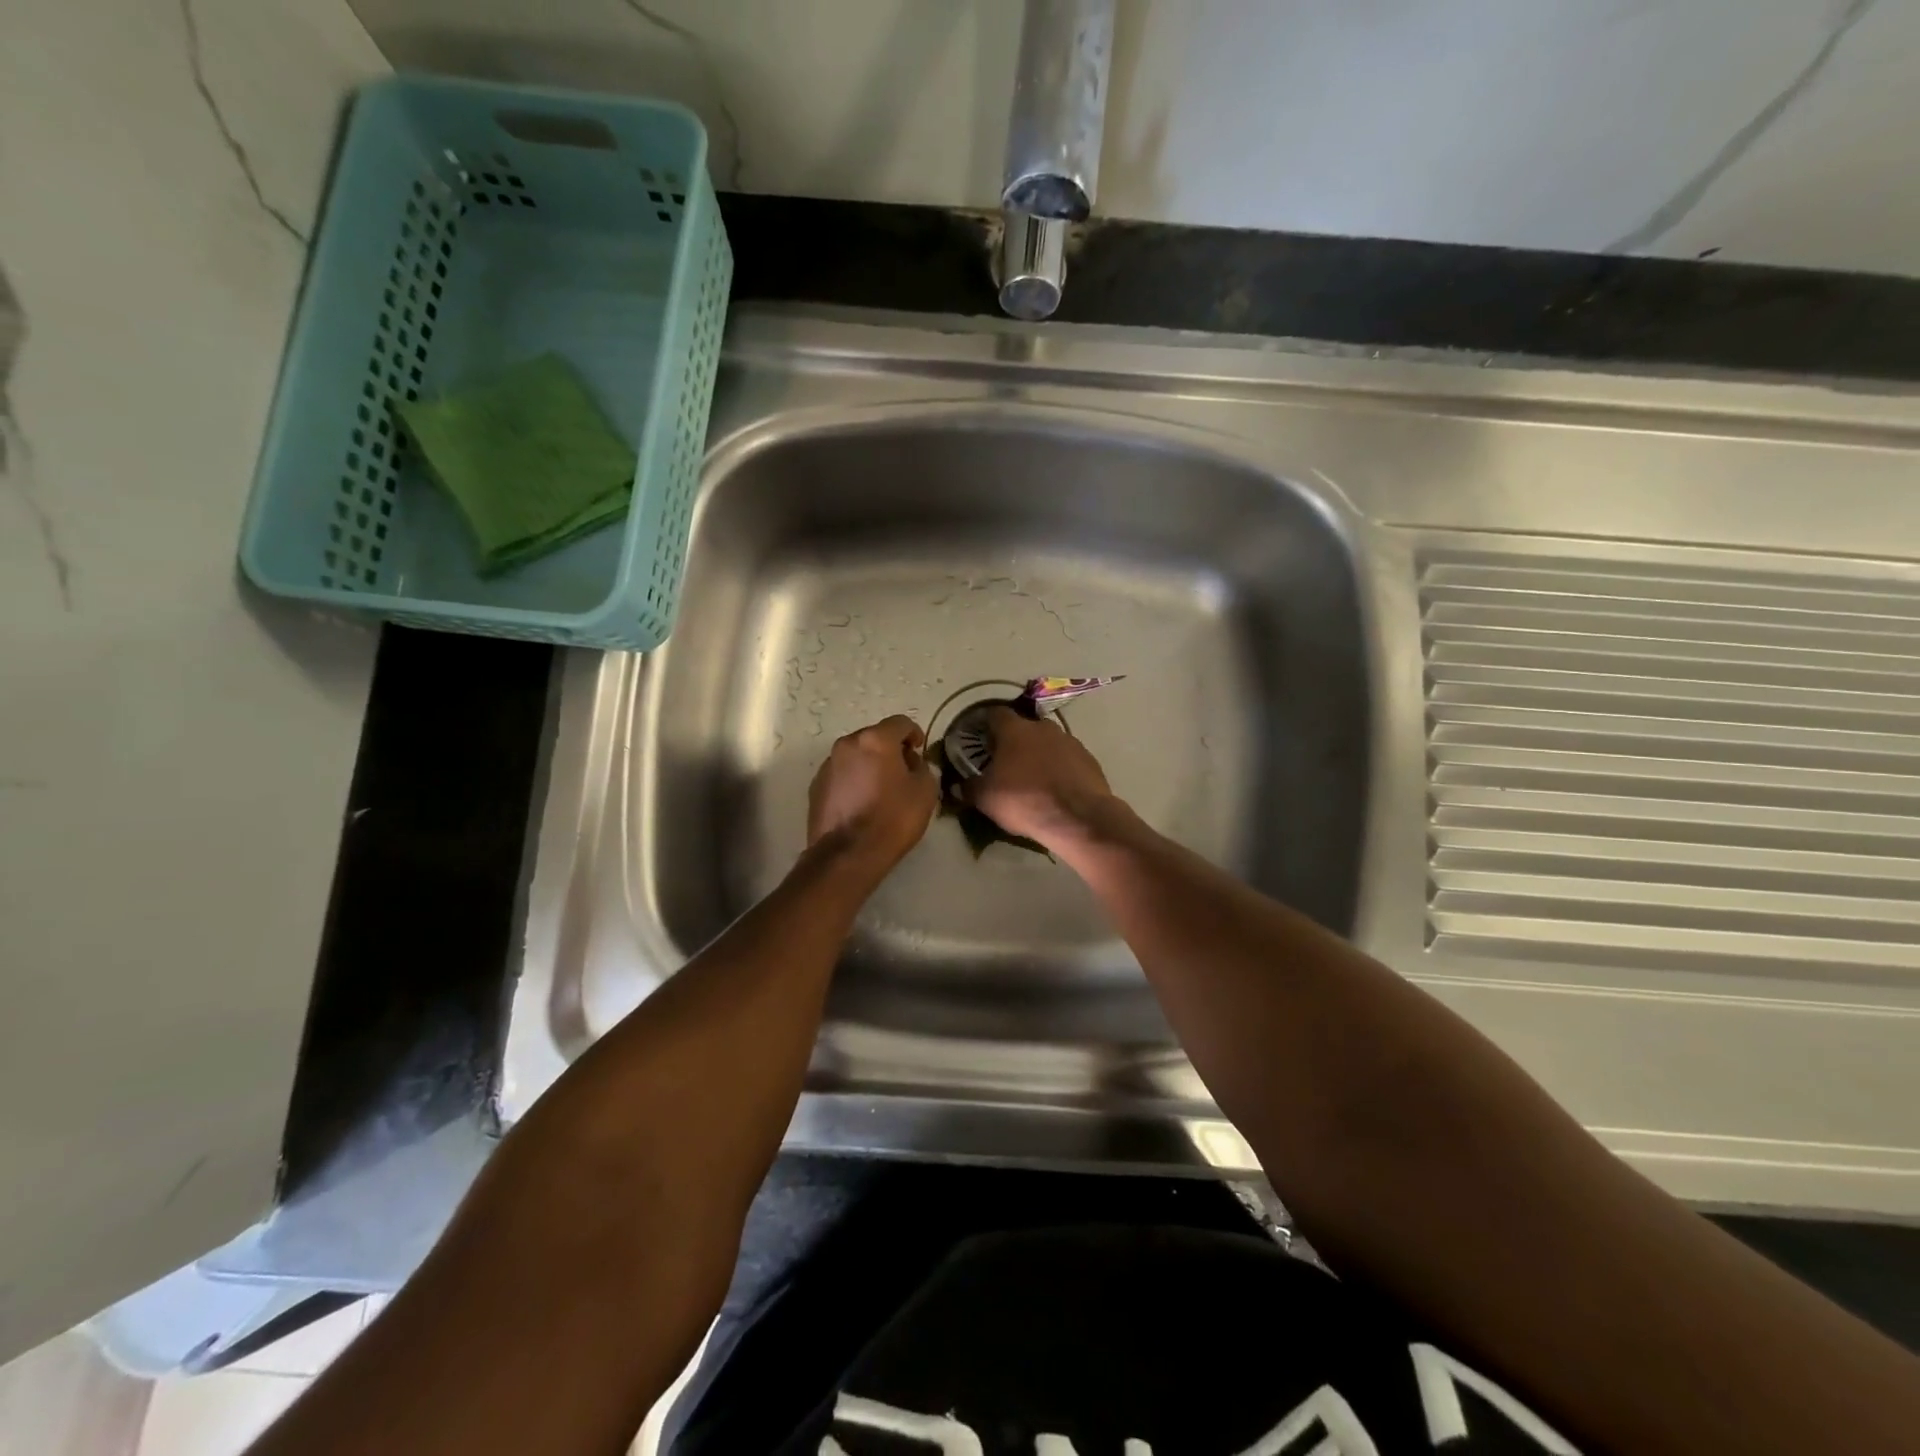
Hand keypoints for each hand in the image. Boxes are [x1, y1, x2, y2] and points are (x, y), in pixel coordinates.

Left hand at [807, 714, 938, 877]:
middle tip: (903, 772)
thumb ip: (923, 768)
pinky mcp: (816, 786)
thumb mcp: (925, 792)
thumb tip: (912, 763)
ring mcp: (827, 765)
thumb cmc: (892, 819)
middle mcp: (847, 744)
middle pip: (874, 737)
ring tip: (880, 791)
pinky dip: (853, 781)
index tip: (919, 751)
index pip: (900, 723)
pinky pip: (841, 774)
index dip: (914, 734)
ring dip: (870, 765)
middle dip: (890, 750)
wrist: (847, 855)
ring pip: (855, 756)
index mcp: (875, 740)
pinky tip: (861, 804)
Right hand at [963, 707, 1122, 852]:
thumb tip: (958, 785)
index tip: (981, 739)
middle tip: (1006, 763)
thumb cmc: (1024, 800)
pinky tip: (1056, 788)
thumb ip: (969, 787)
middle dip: (1015, 742)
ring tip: (1033, 779)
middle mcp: (1043, 728)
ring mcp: (1069, 741)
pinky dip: (1059, 768)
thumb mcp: (986, 798)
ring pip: (1048, 742)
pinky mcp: (1088, 759)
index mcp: (1015, 730)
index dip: (986, 724)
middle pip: (1024, 728)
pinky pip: (1067, 759)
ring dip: (1039, 755)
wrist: (1078, 817)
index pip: (996, 714)